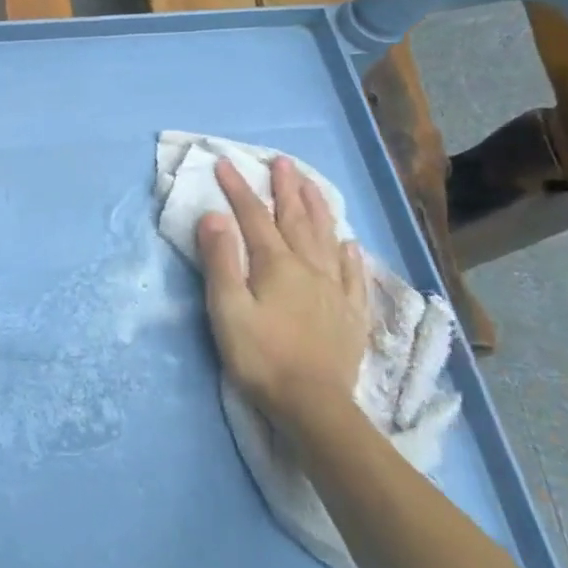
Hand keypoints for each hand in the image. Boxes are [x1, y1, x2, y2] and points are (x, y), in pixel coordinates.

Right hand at [197, 156, 368, 427]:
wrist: (312, 405)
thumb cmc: (260, 356)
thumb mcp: (227, 308)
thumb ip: (220, 260)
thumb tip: (215, 216)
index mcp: (276, 265)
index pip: (253, 217)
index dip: (238, 188)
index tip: (225, 162)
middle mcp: (309, 268)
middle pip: (297, 219)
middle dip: (287, 189)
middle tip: (282, 162)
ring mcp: (334, 290)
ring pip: (326, 238)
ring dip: (317, 209)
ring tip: (312, 186)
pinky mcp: (350, 314)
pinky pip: (352, 274)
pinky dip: (348, 253)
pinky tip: (348, 243)